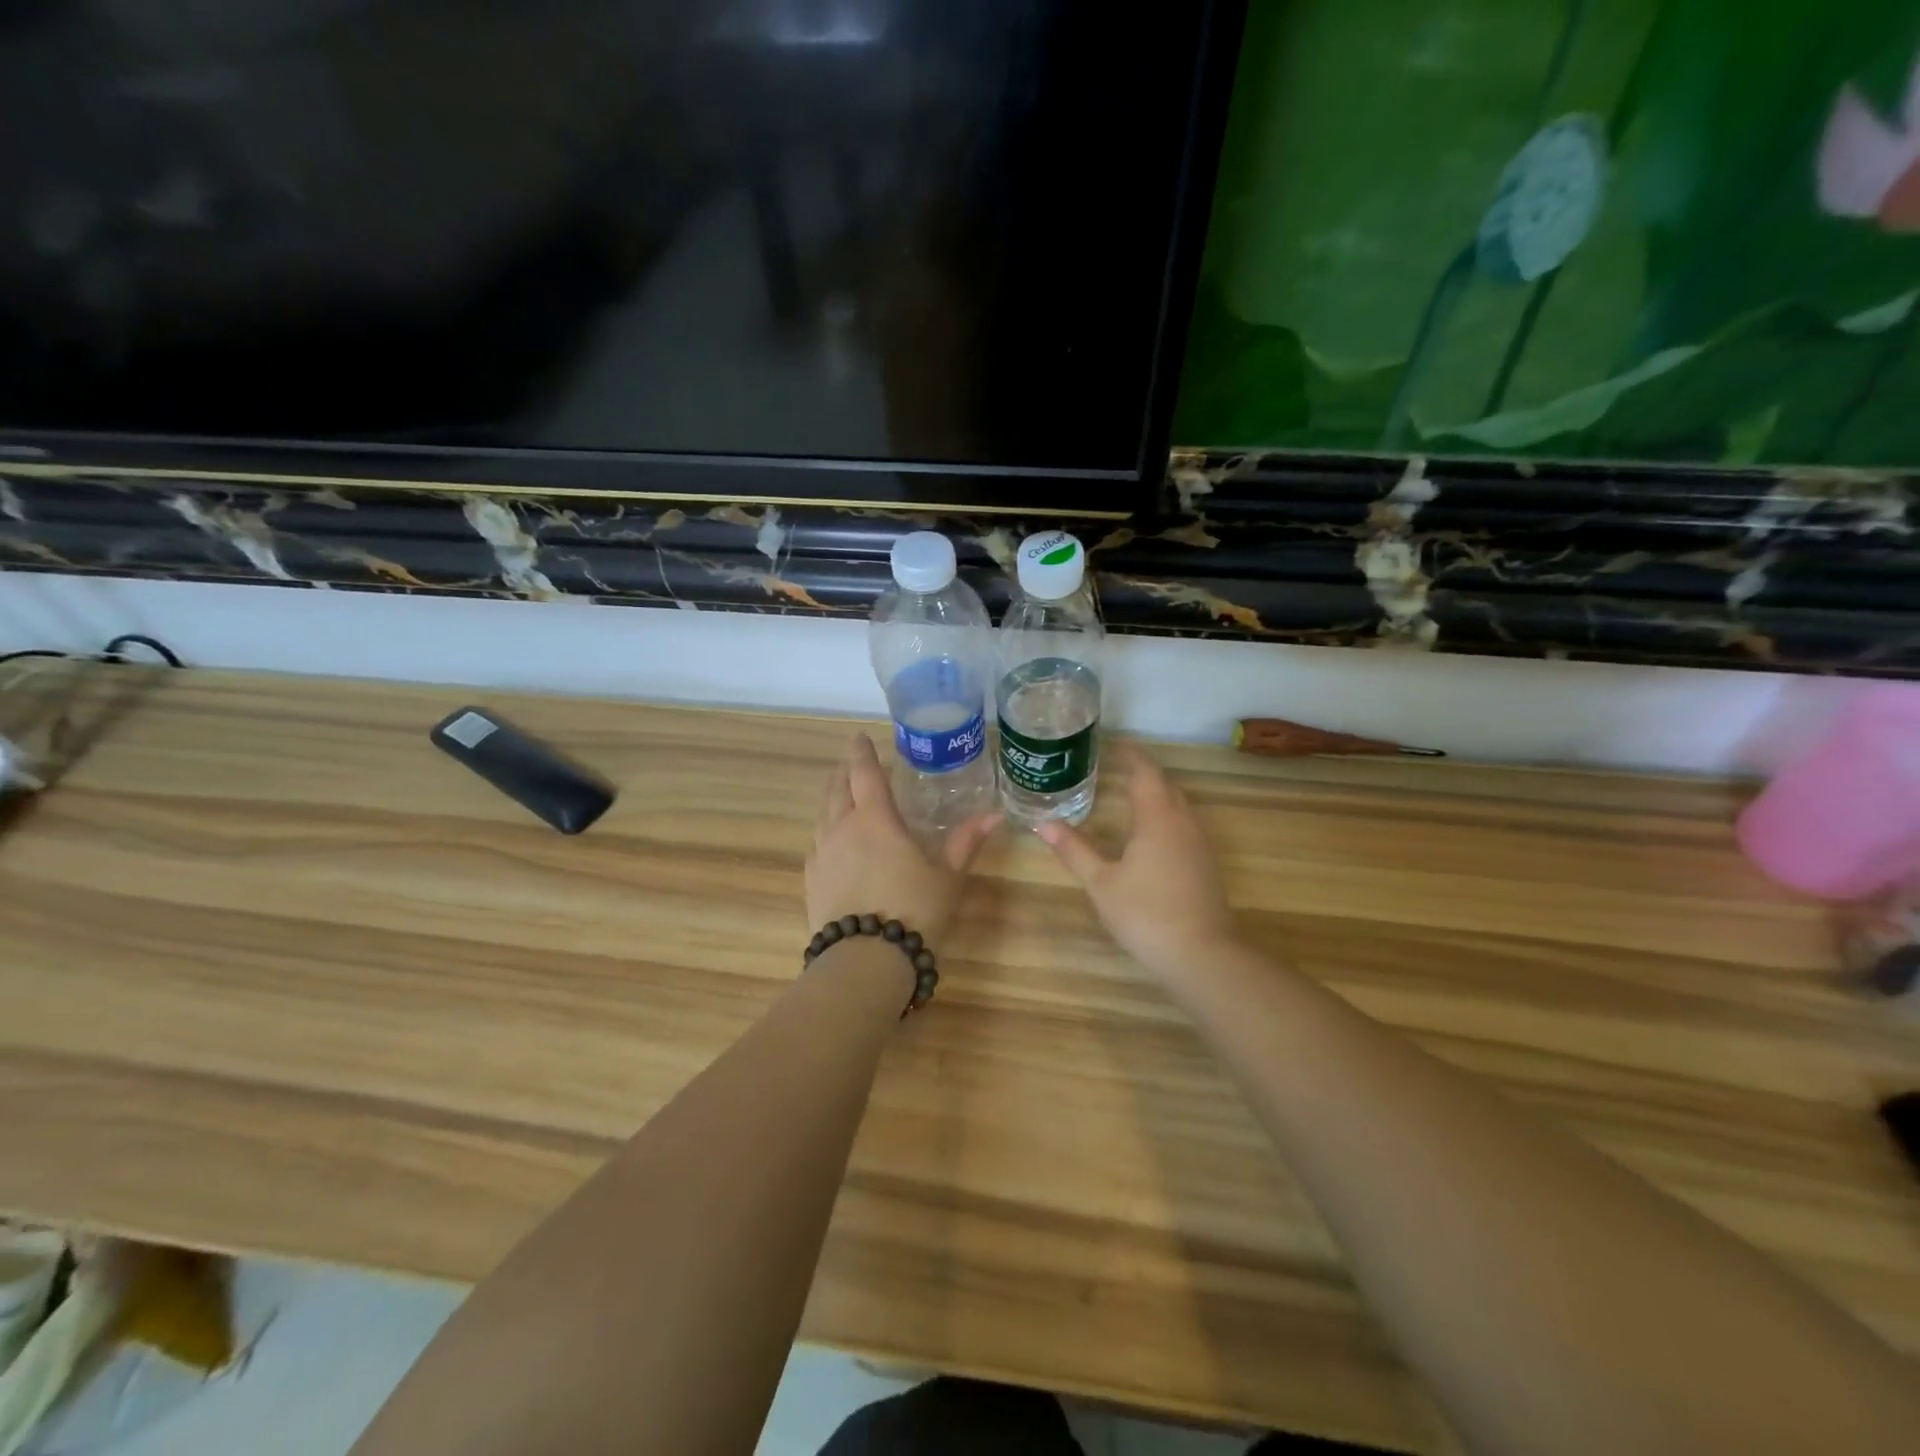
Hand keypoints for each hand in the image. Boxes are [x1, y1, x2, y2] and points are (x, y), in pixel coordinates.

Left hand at [806, 735, 999, 945]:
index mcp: (874, 819)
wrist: (865, 960)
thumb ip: (965, 843)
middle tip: (853, 762)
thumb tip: (995, 816)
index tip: (860, 737)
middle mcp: (841, 828)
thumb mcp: (946, 877)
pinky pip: (816, 842)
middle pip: (837, 788)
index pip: (864, 772)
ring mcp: (821, 854)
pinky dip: (826, 829)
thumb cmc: (913, 911)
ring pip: (823, 814)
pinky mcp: (811, 879)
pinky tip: (833, 841)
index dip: (862, 752)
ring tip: (843, 796)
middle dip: (844, 771)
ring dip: (833, 798)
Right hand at [1037, 742, 1236, 977]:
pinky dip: (1166, 814)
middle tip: (1116, 765)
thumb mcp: (1101, 882)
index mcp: (1157, 818)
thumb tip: (1042, 822)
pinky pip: (1185, 823)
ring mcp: (1199, 843)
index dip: (1131, 755)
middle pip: (1165, 785)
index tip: (1114, 742)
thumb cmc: (1145, 913)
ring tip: (1130, 792)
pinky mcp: (1205, 863)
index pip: (1145, 773)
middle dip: (1144, 772)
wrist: (1201, 955)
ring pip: (1178, 805)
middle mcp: (1183, 822)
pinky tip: (1151, 832)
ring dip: (1157, 793)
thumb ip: (1074, 849)